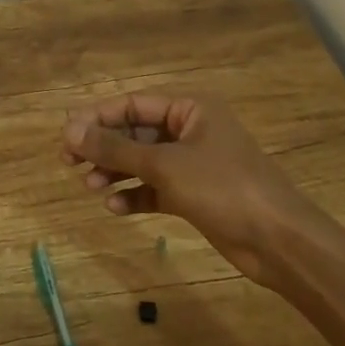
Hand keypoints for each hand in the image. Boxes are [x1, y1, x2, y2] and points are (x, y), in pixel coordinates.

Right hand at [62, 91, 319, 285]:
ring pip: (142, 161)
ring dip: (115, 172)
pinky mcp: (194, 195)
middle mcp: (189, 130)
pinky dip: (134, 194)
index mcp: (190, 108)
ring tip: (90, 187)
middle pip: (135, 132)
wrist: (278, 241)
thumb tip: (69, 130)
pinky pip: (154, 188)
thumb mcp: (164, 164)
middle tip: (68, 163)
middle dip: (103, 147)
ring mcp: (192, 164)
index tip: (65, 136)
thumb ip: (115, 148)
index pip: (132, 104)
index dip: (97, 118)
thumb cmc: (223, 188)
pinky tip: (115, 206)